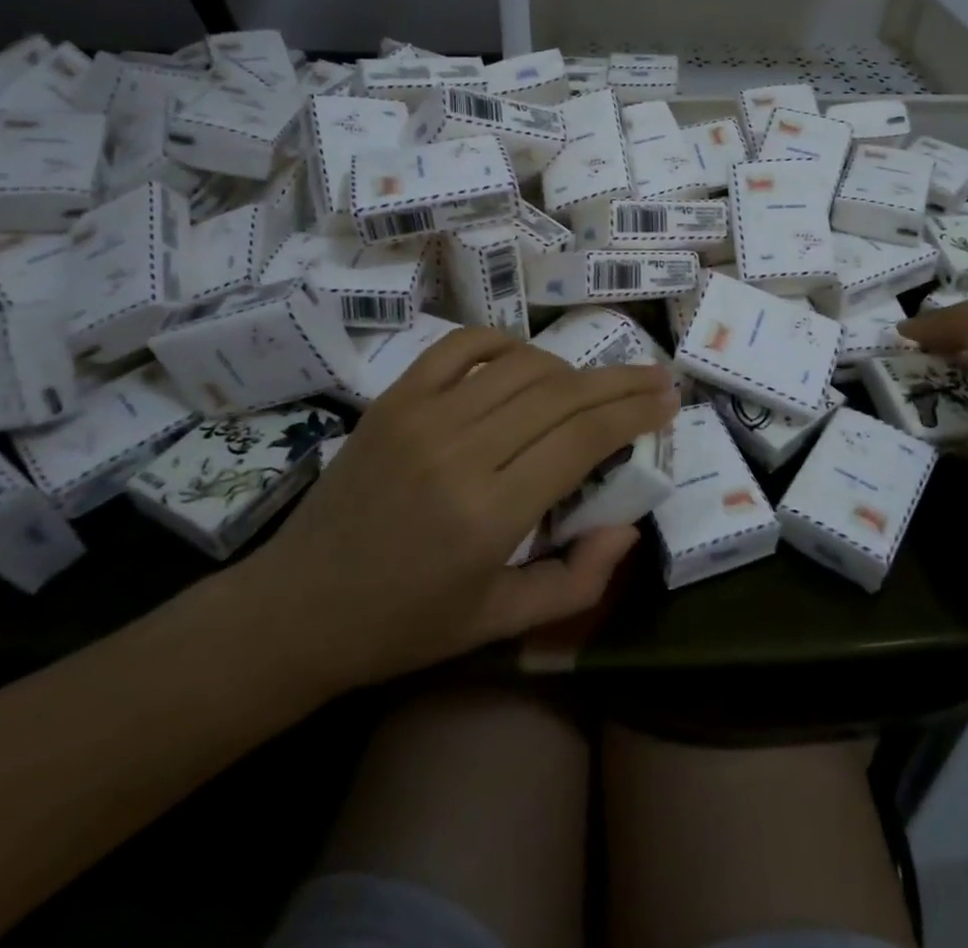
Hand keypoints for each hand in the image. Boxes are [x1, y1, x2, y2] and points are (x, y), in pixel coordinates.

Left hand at [239, 328, 678, 686]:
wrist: (299, 606)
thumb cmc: (404, 624)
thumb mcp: (499, 624)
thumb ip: (577, 581)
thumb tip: (628, 526)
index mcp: (491, 514)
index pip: (584, 439)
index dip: (634, 412)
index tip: (668, 401)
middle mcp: (461, 452)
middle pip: (563, 394)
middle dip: (621, 381)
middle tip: (656, 376)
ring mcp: (423, 416)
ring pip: (521, 366)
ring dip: (569, 368)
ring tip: (592, 384)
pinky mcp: (395, 399)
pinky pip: (462, 347)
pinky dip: (503, 343)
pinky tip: (524, 359)